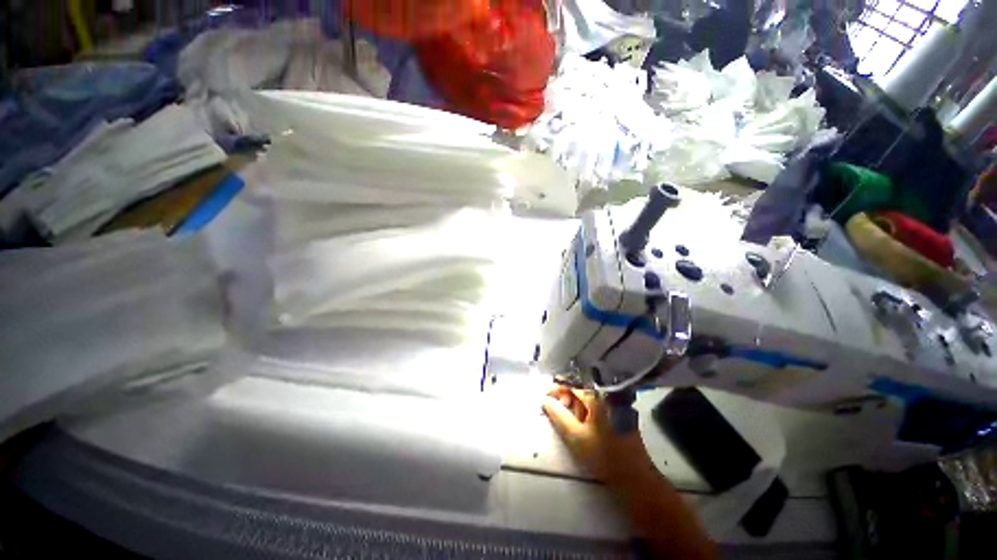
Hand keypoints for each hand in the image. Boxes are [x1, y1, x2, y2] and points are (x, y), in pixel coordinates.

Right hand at [542, 386, 650, 483]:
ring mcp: (616, 403)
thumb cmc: (604, 456)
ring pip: (589, 397)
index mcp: (598, 396)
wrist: (636, 477)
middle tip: (556, 410)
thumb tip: (545, 400)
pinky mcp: (620, 412)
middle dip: (566, 397)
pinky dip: (586, 410)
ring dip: (576, 404)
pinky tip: (582, 422)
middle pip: (581, 388)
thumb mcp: (575, 436)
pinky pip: (598, 404)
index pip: (573, 383)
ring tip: (568, 419)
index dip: (557, 388)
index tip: (546, 395)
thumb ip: (558, 415)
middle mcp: (608, 394)